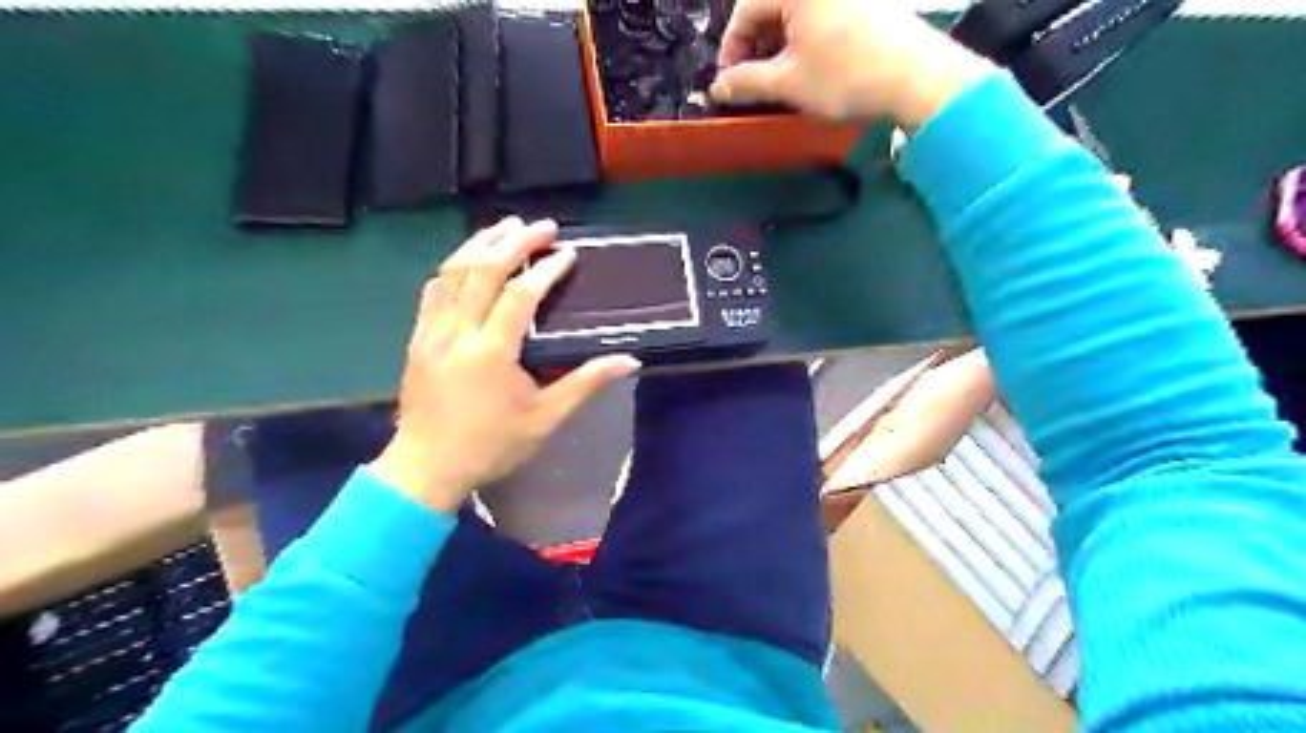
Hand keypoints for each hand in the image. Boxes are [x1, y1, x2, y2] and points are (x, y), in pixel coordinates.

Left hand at [371, 218, 641, 514]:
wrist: (425, 467)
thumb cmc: (491, 445)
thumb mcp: (545, 419)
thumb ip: (585, 384)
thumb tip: (629, 361)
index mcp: (491, 352)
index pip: (520, 295)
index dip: (546, 269)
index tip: (568, 254)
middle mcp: (458, 332)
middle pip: (484, 270)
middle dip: (515, 242)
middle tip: (543, 226)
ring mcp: (432, 332)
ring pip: (453, 271)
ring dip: (481, 243)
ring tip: (507, 226)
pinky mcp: (418, 338)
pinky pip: (433, 290)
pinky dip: (454, 266)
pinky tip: (468, 259)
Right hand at [709, 1, 995, 129]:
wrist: (917, 77)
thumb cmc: (844, 76)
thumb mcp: (787, 84)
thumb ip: (746, 83)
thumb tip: (717, 87)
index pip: (745, 11)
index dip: (731, 49)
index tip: (728, 81)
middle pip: (771, 8)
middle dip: (756, 47)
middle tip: (753, 82)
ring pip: (797, 14)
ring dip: (780, 45)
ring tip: (780, 80)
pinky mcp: (867, 2)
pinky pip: (822, 15)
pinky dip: (806, 40)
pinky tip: (809, 67)